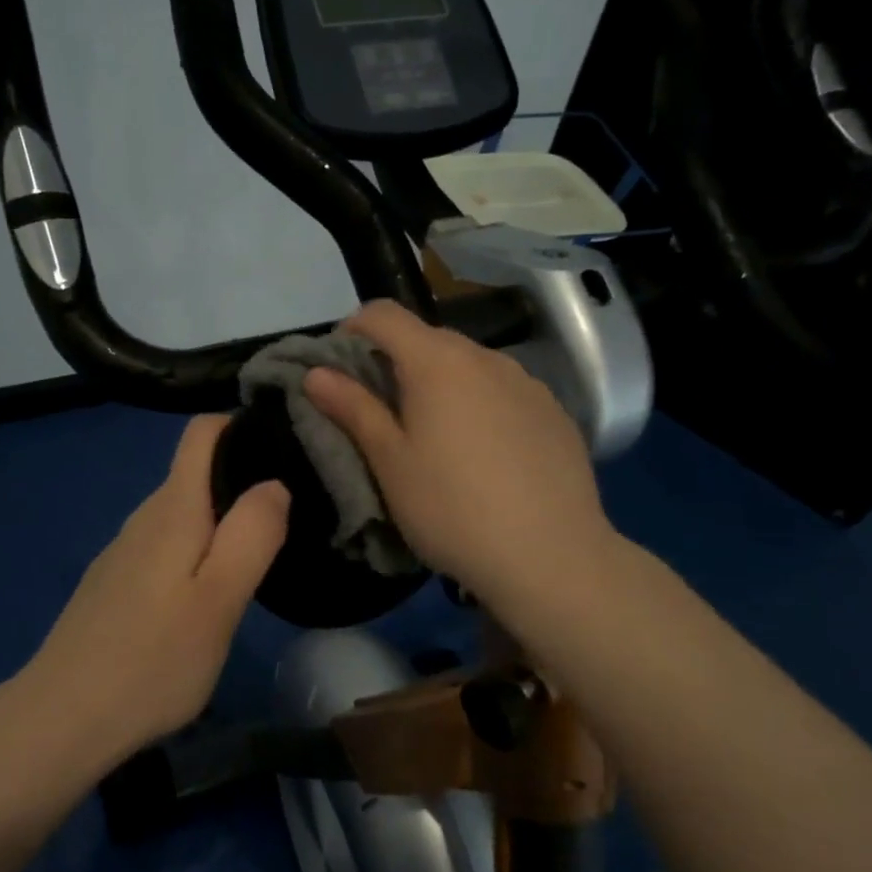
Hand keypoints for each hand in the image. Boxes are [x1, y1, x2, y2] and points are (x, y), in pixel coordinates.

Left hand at [24, 415, 288, 751]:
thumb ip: (251, 534)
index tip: (285, 444)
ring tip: (262, 548)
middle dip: (242, 476)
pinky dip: (196, 548)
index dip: (241, 425)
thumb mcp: (220, 599)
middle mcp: (144, 517)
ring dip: (221, 518)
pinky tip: (210, 589)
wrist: (62, 718)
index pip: (202, 432)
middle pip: (196, 472)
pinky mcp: (114, 582)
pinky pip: (166, 543)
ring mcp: (124, 550)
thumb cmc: (153, 659)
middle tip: (292, 511)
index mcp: (172, 509)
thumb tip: (273, 482)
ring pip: (183, 512)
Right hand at [304, 300, 617, 613]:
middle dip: (397, 362)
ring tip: (437, 440)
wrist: (550, 557)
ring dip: (442, 385)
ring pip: (470, 366)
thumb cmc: (451, 509)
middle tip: (383, 414)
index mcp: (437, 362)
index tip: (342, 369)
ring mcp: (527, 383)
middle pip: (428, 339)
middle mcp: (486, 358)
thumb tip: (316, 372)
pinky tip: (486, 457)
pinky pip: (504, 392)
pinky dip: (481, 406)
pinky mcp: (555, 413)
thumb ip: (353, 408)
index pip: (384, 314)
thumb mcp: (389, 462)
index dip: (354, 330)